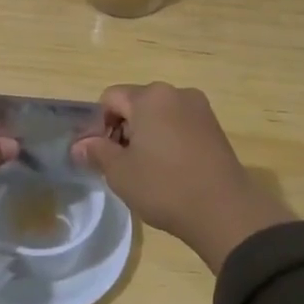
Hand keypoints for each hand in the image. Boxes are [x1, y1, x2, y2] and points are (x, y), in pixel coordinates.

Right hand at [70, 83, 294, 273]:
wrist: (224, 210)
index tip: (99, 155)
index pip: (110, 98)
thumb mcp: (120, 172)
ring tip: (145, 170)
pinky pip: (179, 125)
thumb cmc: (164, 186)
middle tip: (120, 164)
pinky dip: (168, 140)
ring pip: (159, 115)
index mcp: (149, 97)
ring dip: (146, 135)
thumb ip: (96, 152)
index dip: (98, 124)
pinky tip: (169, 169)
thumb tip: (79, 146)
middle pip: (136, 103)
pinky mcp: (214, 127)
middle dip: (123, 129)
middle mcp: (175, 93)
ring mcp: (199, 109)